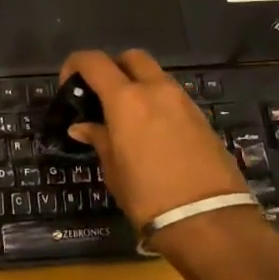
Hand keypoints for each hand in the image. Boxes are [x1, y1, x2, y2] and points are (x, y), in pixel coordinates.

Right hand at [59, 49, 250, 229]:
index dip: (75, 65)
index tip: (69, 84)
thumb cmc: (148, 196)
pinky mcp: (202, 118)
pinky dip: (158, 102)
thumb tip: (83, 127)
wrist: (210, 221)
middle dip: (114, 67)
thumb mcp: (114, 170)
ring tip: (128, 117)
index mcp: (126, 99)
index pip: (94, 61)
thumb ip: (99, 139)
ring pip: (156, 75)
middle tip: (102, 94)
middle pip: (131, 57)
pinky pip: (173, 97)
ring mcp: (183, 102)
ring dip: (139, 84)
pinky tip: (152, 131)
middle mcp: (156, 90)